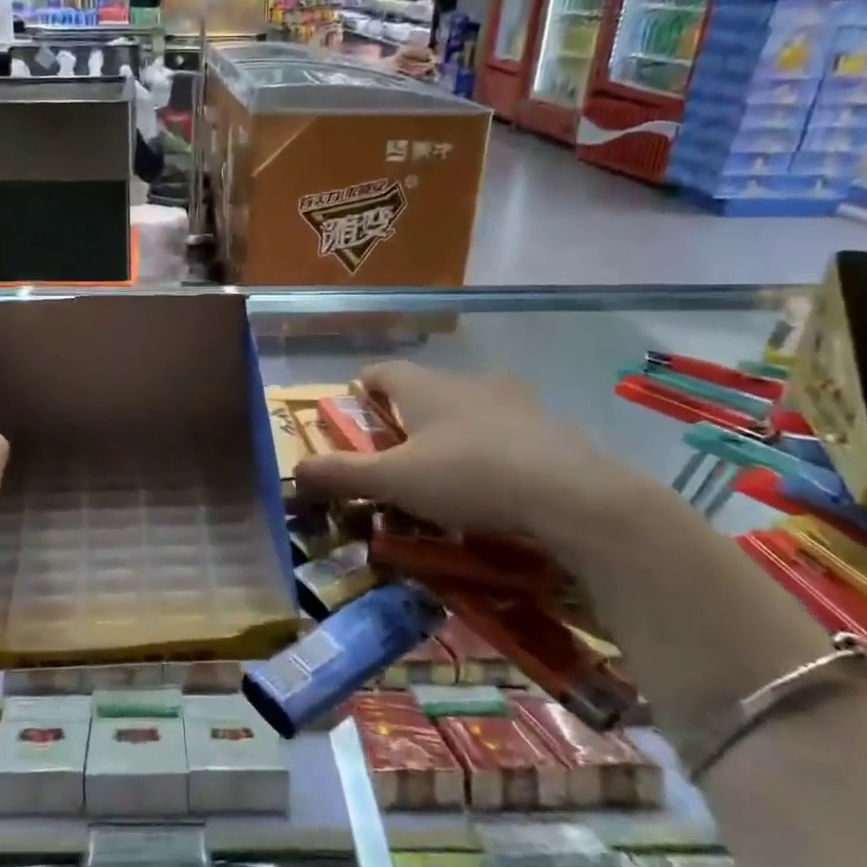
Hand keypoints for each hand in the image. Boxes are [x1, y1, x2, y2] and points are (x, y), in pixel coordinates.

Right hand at [294, 361, 636, 540]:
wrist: (573, 496)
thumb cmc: (469, 477)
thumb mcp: (395, 481)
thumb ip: (342, 475)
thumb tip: (293, 472)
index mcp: (424, 386)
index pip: (381, 370)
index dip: (363, 387)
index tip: (356, 411)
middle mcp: (466, 381)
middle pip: (424, 387)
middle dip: (406, 414)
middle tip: (396, 451)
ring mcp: (513, 400)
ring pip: (468, 406)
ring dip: (452, 428)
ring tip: (446, 467)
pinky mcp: (549, 426)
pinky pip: (507, 428)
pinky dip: (492, 446)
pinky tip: (496, 481)